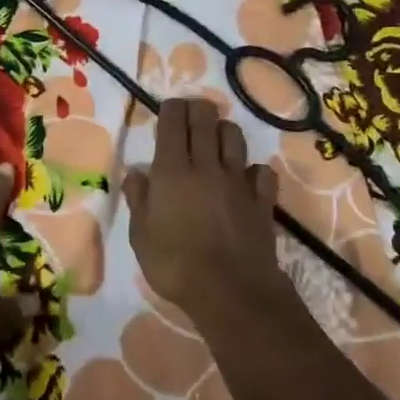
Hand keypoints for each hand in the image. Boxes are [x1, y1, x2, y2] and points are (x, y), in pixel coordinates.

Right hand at [123, 98, 284, 319]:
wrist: (230, 291)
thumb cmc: (175, 264)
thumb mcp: (141, 236)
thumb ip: (138, 199)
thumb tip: (137, 173)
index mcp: (172, 171)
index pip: (173, 122)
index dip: (171, 109)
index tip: (169, 109)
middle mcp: (206, 166)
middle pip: (205, 120)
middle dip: (197, 109)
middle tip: (191, 112)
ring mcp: (238, 181)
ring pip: (234, 137)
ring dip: (224, 131)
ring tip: (216, 140)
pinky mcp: (262, 200)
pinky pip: (262, 172)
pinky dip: (254, 170)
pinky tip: (247, 178)